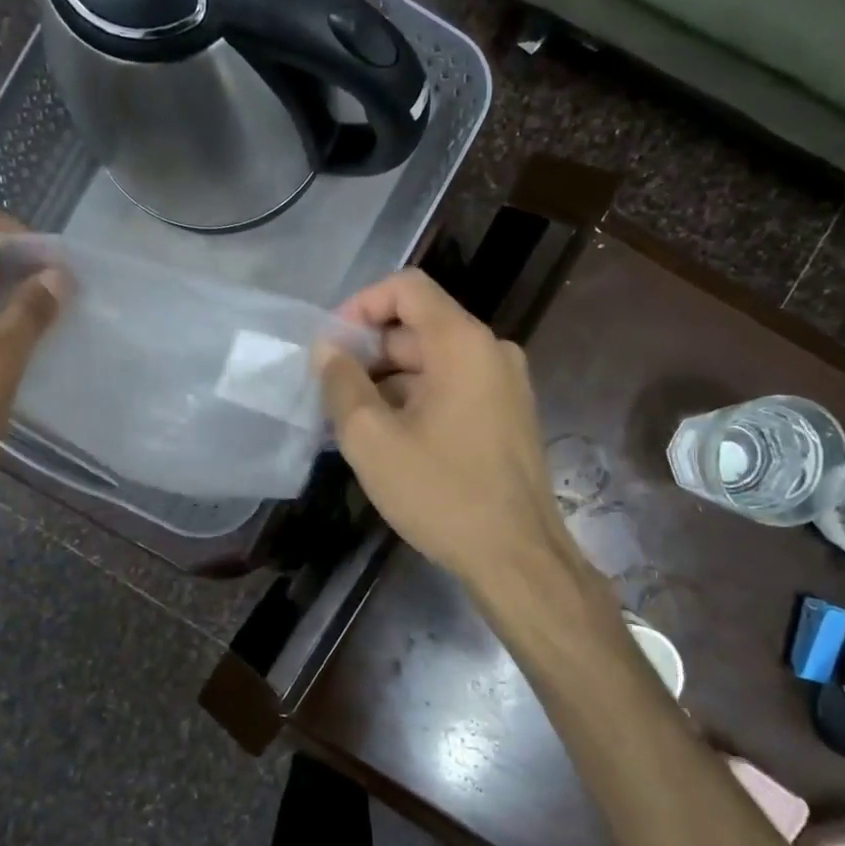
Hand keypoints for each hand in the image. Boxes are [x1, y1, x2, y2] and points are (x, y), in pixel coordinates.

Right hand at [318, 269, 573, 588]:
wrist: (517, 557)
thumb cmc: (441, 493)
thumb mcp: (372, 439)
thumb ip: (342, 384)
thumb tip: (327, 350)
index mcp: (463, 344)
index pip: (407, 288)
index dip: (361, 305)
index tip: (331, 347)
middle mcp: (491, 351)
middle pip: (418, 327)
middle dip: (369, 352)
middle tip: (331, 393)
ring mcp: (505, 384)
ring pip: (434, 362)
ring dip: (389, 381)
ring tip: (352, 422)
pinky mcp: (508, 415)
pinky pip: (453, 388)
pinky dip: (416, 400)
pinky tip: (388, 439)